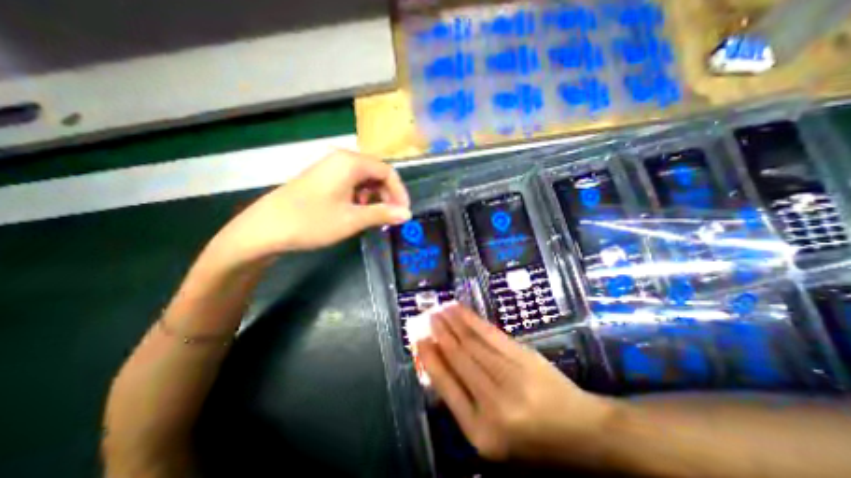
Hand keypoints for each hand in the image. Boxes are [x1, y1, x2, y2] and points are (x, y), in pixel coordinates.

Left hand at [213, 149, 412, 262]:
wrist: (265, 228)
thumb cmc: (312, 221)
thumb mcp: (353, 219)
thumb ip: (383, 214)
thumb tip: (407, 214)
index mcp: (351, 163)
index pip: (387, 172)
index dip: (399, 192)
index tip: (404, 212)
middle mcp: (341, 159)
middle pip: (376, 173)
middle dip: (387, 195)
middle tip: (390, 216)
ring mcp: (330, 168)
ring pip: (364, 179)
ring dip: (374, 197)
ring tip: (373, 216)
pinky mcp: (322, 178)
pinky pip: (350, 183)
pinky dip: (360, 197)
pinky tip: (356, 211)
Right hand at [418, 304, 610, 464]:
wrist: (582, 431)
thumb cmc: (534, 441)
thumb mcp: (494, 437)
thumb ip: (465, 405)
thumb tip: (439, 367)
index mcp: (481, 432)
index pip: (446, 387)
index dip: (431, 360)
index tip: (419, 341)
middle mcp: (493, 403)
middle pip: (459, 359)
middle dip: (439, 334)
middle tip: (426, 317)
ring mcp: (510, 376)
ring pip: (472, 343)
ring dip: (453, 323)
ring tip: (439, 309)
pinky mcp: (523, 357)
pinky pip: (490, 335)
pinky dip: (472, 320)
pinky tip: (461, 311)